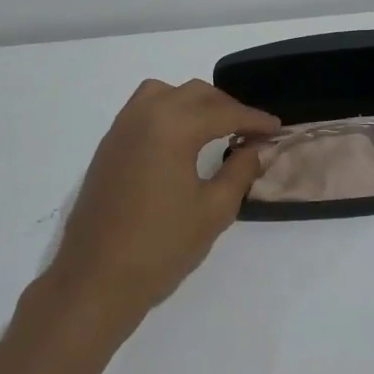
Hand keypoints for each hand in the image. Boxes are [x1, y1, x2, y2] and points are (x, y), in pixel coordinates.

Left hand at [35, 79, 277, 349]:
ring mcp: (120, 130)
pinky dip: (168, 112)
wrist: (96, 279)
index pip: (223, 112)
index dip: (254, 119)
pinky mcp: (107, 148)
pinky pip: (142, 111)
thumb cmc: (161, 246)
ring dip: (193, 103)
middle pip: (193, 93)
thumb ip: (239, 172)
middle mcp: (143, 116)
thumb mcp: (213, 210)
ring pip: (163, 94)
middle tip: (249, 130)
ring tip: (214, 128)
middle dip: (226, 106)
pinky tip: (181, 142)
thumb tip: (256, 150)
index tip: (276, 128)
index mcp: (172, 126)